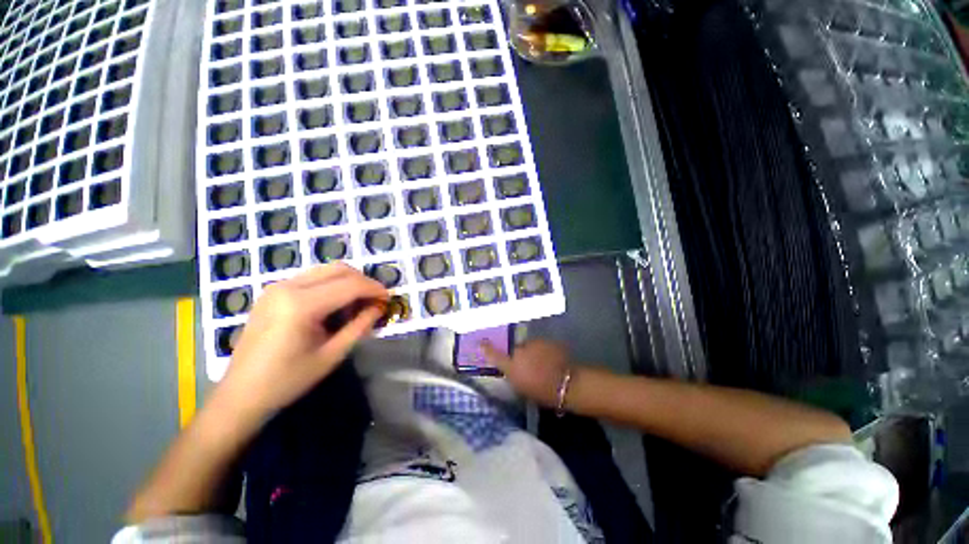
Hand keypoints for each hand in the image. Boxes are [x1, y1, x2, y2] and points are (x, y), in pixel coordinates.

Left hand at [220, 263, 388, 416]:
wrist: (240, 394)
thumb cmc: (287, 381)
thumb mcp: (332, 355)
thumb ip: (360, 326)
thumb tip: (380, 307)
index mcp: (300, 305)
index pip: (350, 285)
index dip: (375, 289)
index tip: (389, 299)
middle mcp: (287, 287)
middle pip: (339, 269)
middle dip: (364, 281)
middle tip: (376, 300)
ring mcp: (277, 286)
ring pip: (326, 270)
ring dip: (349, 281)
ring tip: (359, 303)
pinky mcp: (273, 291)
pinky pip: (312, 278)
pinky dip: (332, 284)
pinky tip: (336, 304)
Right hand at [481, 339, 571, 406]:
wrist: (565, 385)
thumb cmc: (540, 391)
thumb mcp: (521, 387)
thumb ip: (512, 374)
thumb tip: (508, 367)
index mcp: (511, 364)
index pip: (493, 354)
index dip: (486, 348)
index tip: (480, 342)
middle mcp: (519, 350)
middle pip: (515, 349)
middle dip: (519, 354)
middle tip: (527, 366)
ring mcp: (534, 343)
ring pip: (529, 346)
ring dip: (532, 352)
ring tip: (541, 364)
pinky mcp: (546, 341)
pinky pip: (541, 345)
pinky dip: (543, 351)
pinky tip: (550, 360)